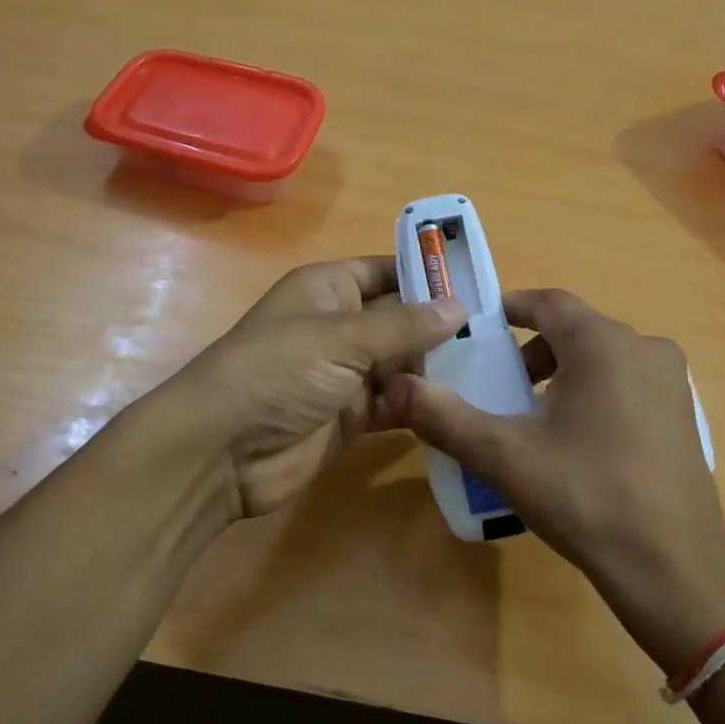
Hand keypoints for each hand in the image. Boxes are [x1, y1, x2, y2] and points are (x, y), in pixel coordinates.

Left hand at [162, 256, 465, 519]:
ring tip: (495, 368)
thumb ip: (403, 325)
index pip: (386, 271)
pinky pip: (395, 404)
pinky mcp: (351, 418)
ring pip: (402, 364)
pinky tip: (462, 405)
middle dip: (443, 326)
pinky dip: (422, 405)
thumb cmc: (277, 372)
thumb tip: (460, 306)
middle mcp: (338, 327)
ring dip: (438, 368)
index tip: (481, 284)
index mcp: (328, 290)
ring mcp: (344, 375)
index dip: (428, 274)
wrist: (222, 451)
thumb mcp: (341, 338)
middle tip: (502, 333)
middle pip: (400, 319)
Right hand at [382, 289, 724, 673]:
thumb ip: (444, 416)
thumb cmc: (586, 497)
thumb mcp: (505, 457)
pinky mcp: (682, 416)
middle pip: (575, 331)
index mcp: (604, 344)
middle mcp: (645, 349)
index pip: (548, 302)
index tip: (476, 332)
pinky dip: (593, 394)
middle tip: (497, 387)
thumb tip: (393, 387)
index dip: (508, 309)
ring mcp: (671, 383)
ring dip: (561, 374)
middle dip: (530, 352)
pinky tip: (575, 444)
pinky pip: (626, 385)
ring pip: (602, 359)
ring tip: (530, 419)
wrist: (672, 566)